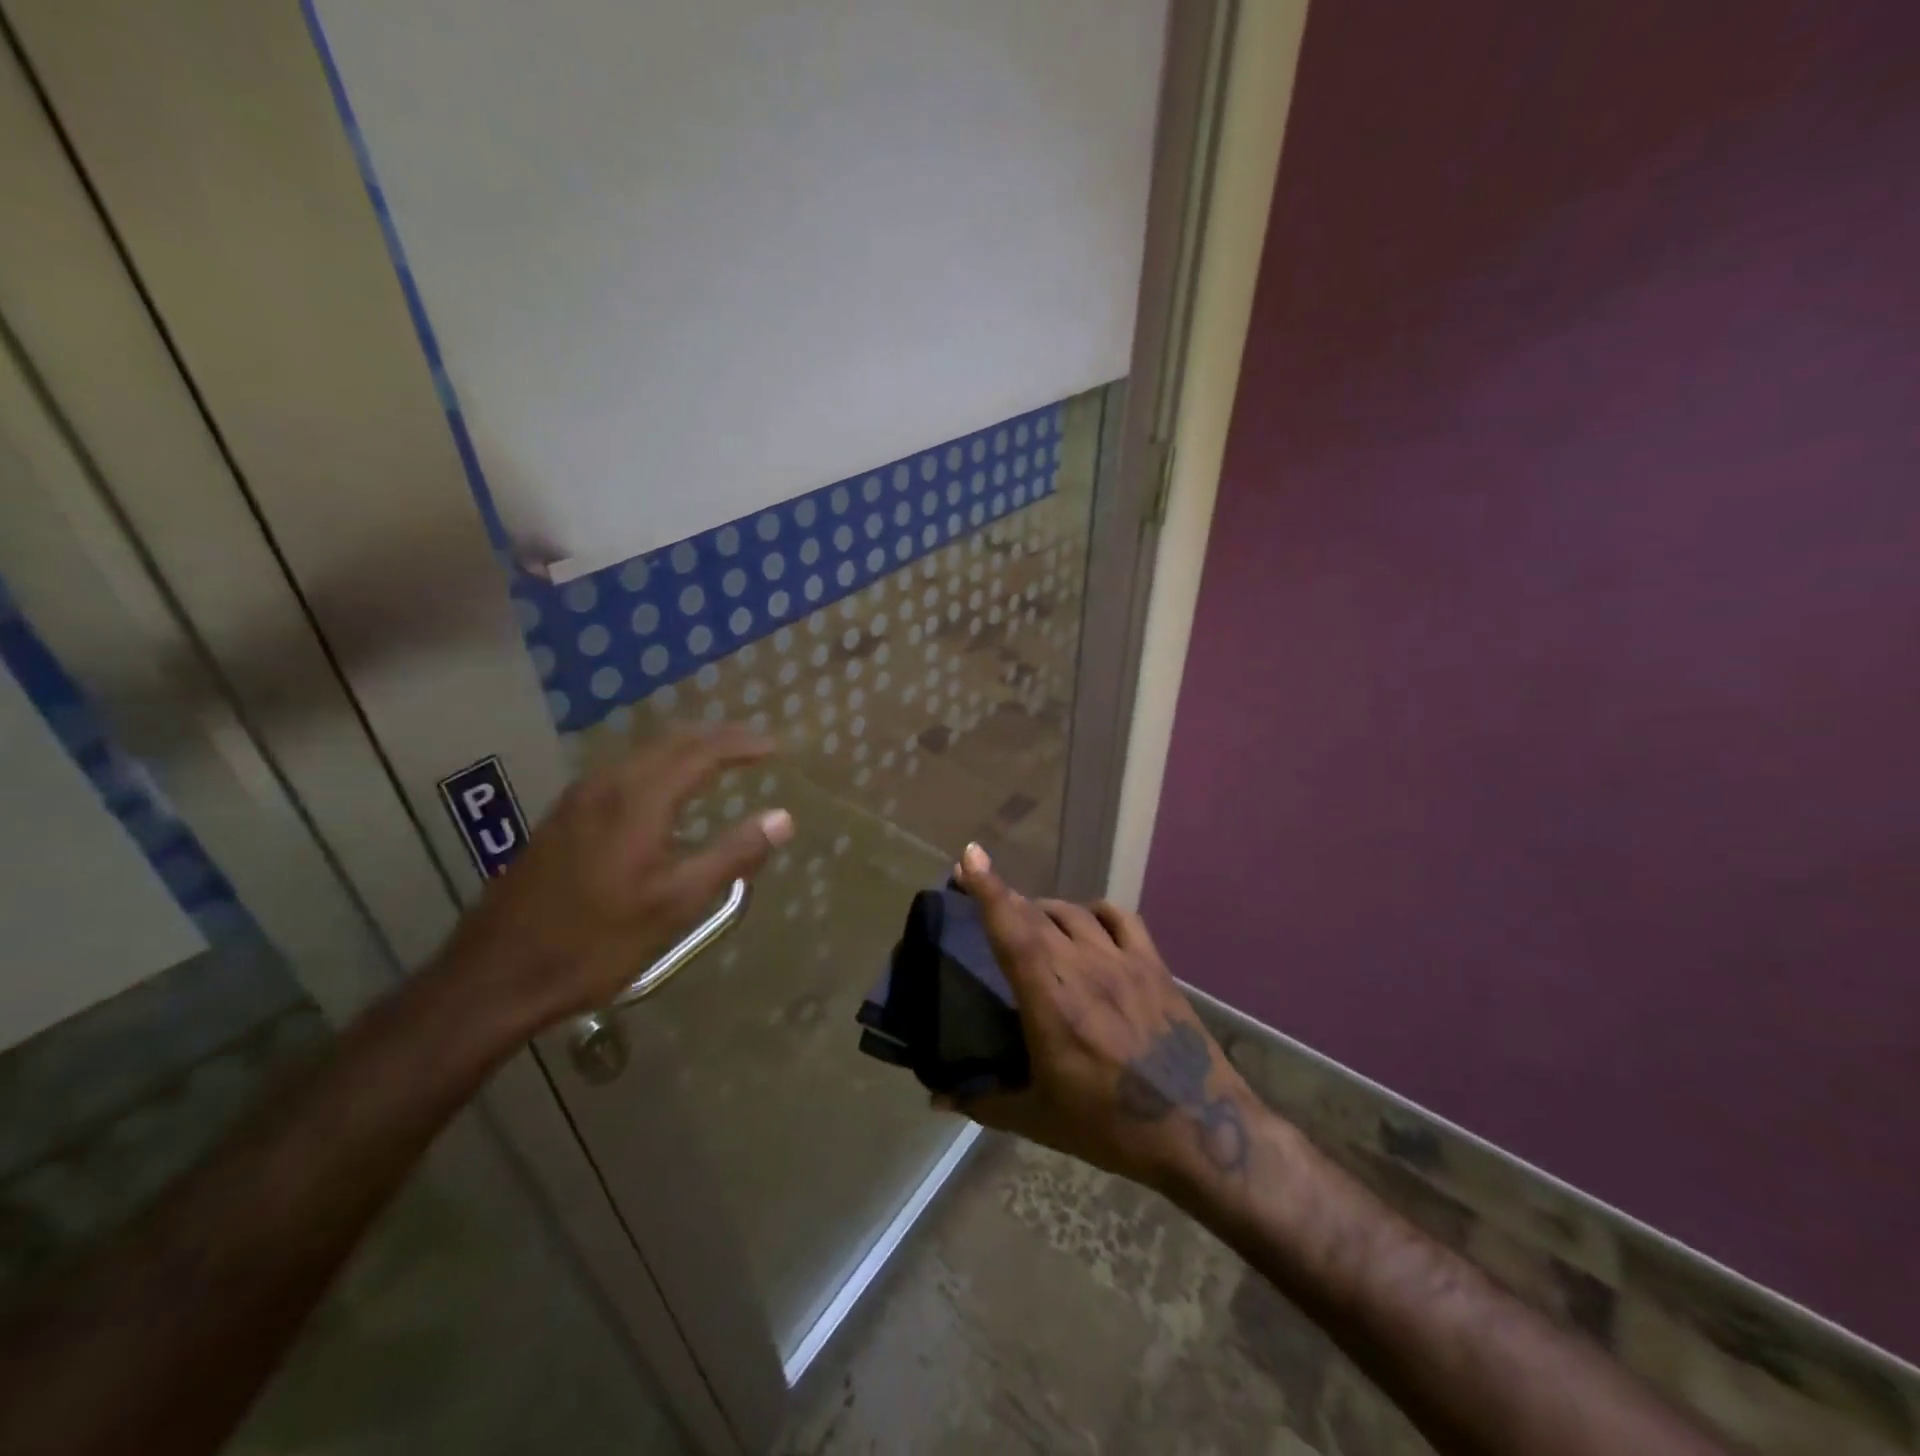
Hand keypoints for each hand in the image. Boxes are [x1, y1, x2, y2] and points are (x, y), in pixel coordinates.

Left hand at [442, 724, 792, 1031]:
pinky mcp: (562, 818)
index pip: (701, 752)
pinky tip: (663, 790)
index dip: (742, 744)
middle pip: (670, 741)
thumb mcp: (675, 904)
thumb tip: (783, 818)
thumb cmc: (595, 942)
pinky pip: (622, 771)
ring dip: (685, 748)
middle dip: (716, 736)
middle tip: (754, 744)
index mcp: (638, 799)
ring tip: (718, 758)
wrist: (495, 976)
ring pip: (643, 754)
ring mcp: (577, 799)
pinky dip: (657, 765)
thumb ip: (732, 855)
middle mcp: (607, 785)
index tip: (777, 746)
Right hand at [944, 843, 1262, 1198]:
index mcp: (1049, 999)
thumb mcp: (1038, 1118)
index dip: (988, 889)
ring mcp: (1122, 961)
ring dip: (1045, 907)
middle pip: (1037, 915)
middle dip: (1006, 897)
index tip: (970, 856)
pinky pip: (1121, 918)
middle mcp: (1083, 966)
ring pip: (1074, 913)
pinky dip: (1096, 911)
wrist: (1200, 1131)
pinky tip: (1089, 920)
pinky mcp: (1154, 966)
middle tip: (984, 894)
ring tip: (1031, 916)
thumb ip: (982, 1101)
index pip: (1012, 930)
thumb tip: (935, 1097)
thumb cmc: (1111, 1126)